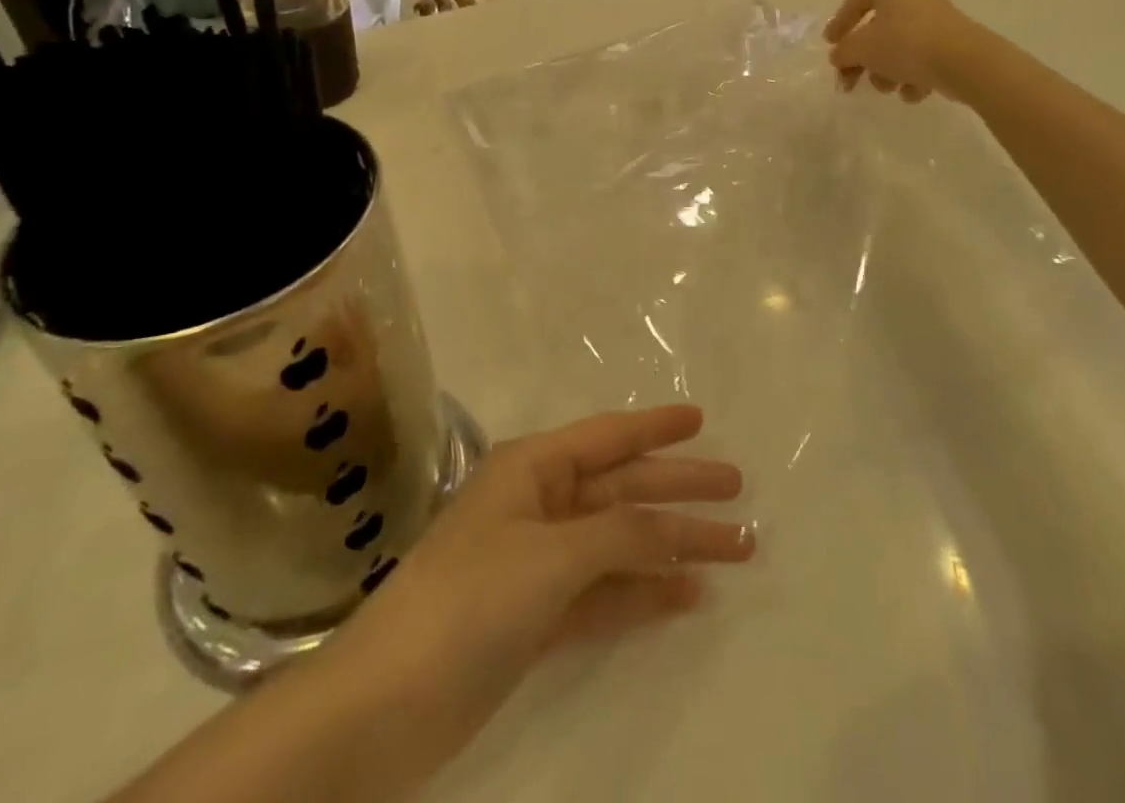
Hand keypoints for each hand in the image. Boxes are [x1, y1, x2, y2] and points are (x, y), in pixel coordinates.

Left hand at [332, 406, 751, 790]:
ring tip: (735, 549)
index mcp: (533, 468)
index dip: (656, 426)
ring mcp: (538, 564)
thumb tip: (675, 529)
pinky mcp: (537, 618)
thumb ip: (621, 533)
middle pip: (624, 489)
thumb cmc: (470, 599)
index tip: (701, 419)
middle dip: (680, 491)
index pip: (608, 436)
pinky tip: (687, 596)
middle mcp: (539, 505)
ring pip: (620, 543)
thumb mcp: (552, 554)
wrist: (385, 705)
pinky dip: (644, 592)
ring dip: (673, 546)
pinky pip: (605, 593)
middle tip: (738, 492)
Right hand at [824, 0, 972, 102]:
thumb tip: (839, 57)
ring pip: (899, 46)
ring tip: (888, 89)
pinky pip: (923, 58)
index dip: (840, 22)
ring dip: (887, 71)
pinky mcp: (953, 42)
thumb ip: (843, 52)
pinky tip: (914, 92)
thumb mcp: (860, 49)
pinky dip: (913, 76)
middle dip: (863, 59)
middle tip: (851, 82)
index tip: (830, 45)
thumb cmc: (905, 44)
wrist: (964, 61)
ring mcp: (937, 19)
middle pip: (878, 29)